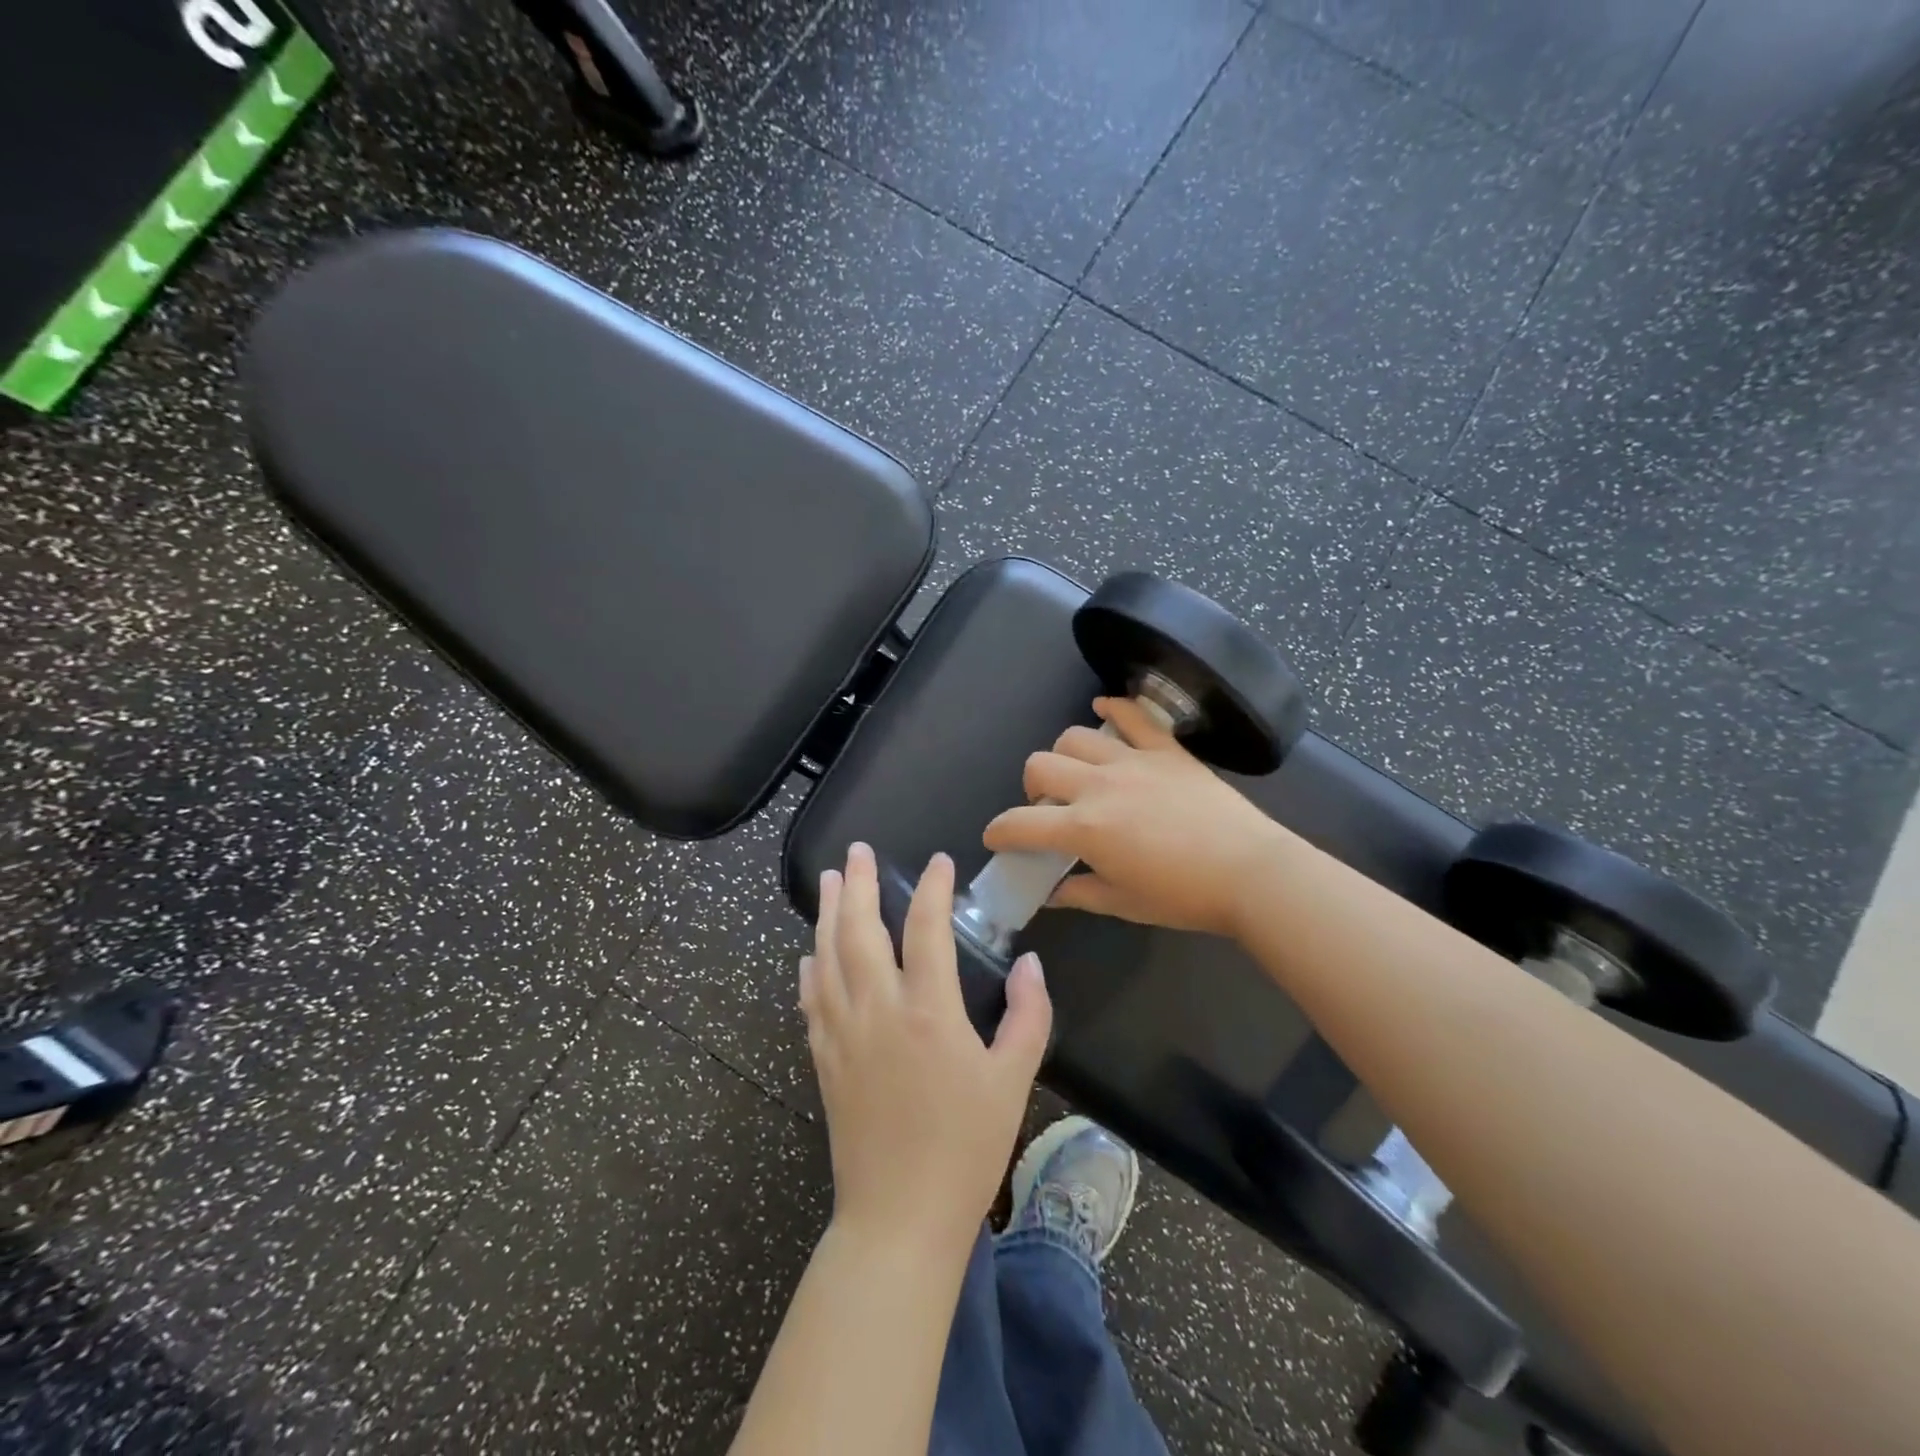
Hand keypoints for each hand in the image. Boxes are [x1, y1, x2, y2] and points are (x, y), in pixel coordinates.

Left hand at [801, 843, 1052, 1258]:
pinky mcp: (824, 1058)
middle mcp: (878, 1009)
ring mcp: (843, 1033)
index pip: (927, 928)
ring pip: (827, 956)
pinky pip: (811, 999)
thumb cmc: (966, 1148)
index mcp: (929, 1011)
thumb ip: (1028, 1015)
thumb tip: (1030, 963)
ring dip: (828, 913)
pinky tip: (809, 953)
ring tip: (831, 879)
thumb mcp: (1014, 1080)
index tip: (938, 862)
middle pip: (860, 930)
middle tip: (857, 850)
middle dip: (860, 884)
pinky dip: (810, 967)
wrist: (899, 1218)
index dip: (932, 888)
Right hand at [983, 696, 1291, 938]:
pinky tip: (1103, 710)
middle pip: (1039, 765)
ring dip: (1064, 755)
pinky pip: (1132, 715)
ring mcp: (1132, 761)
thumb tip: (1051, 892)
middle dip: (1031, 787)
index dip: (999, 831)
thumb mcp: (1124, 903)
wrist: (1251, 873)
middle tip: (1049, 809)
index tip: (998, 838)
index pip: (1020, 823)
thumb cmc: (1184, 897)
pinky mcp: (1165, 750)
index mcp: (1084, 828)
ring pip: (1074, 737)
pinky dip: (1112, 708)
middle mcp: (1098, 786)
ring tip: (1078, 774)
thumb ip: (1079, 893)